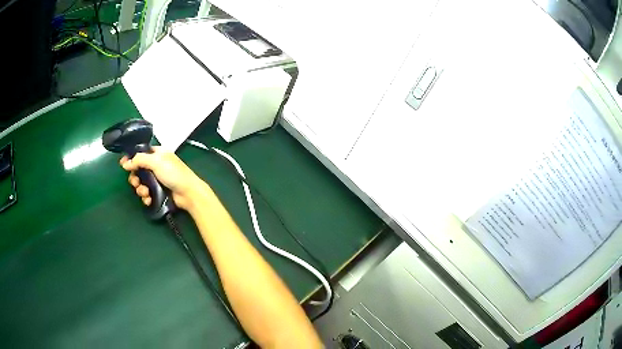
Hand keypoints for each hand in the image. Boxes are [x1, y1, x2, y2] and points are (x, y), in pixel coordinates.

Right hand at [120, 147, 210, 210]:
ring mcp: (157, 179)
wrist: (188, 193)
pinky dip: (146, 197)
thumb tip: (126, 163)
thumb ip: (140, 160)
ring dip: (140, 189)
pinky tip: (149, 199)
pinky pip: (147, 193)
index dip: (132, 158)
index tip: (123, 165)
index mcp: (158, 153)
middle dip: (135, 178)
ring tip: (145, 193)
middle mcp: (156, 165)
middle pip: (138, 170)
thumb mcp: (156, 162)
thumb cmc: (174, 174)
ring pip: (141, 183)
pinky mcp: (158, 191)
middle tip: (136, 183)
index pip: (141, 153)